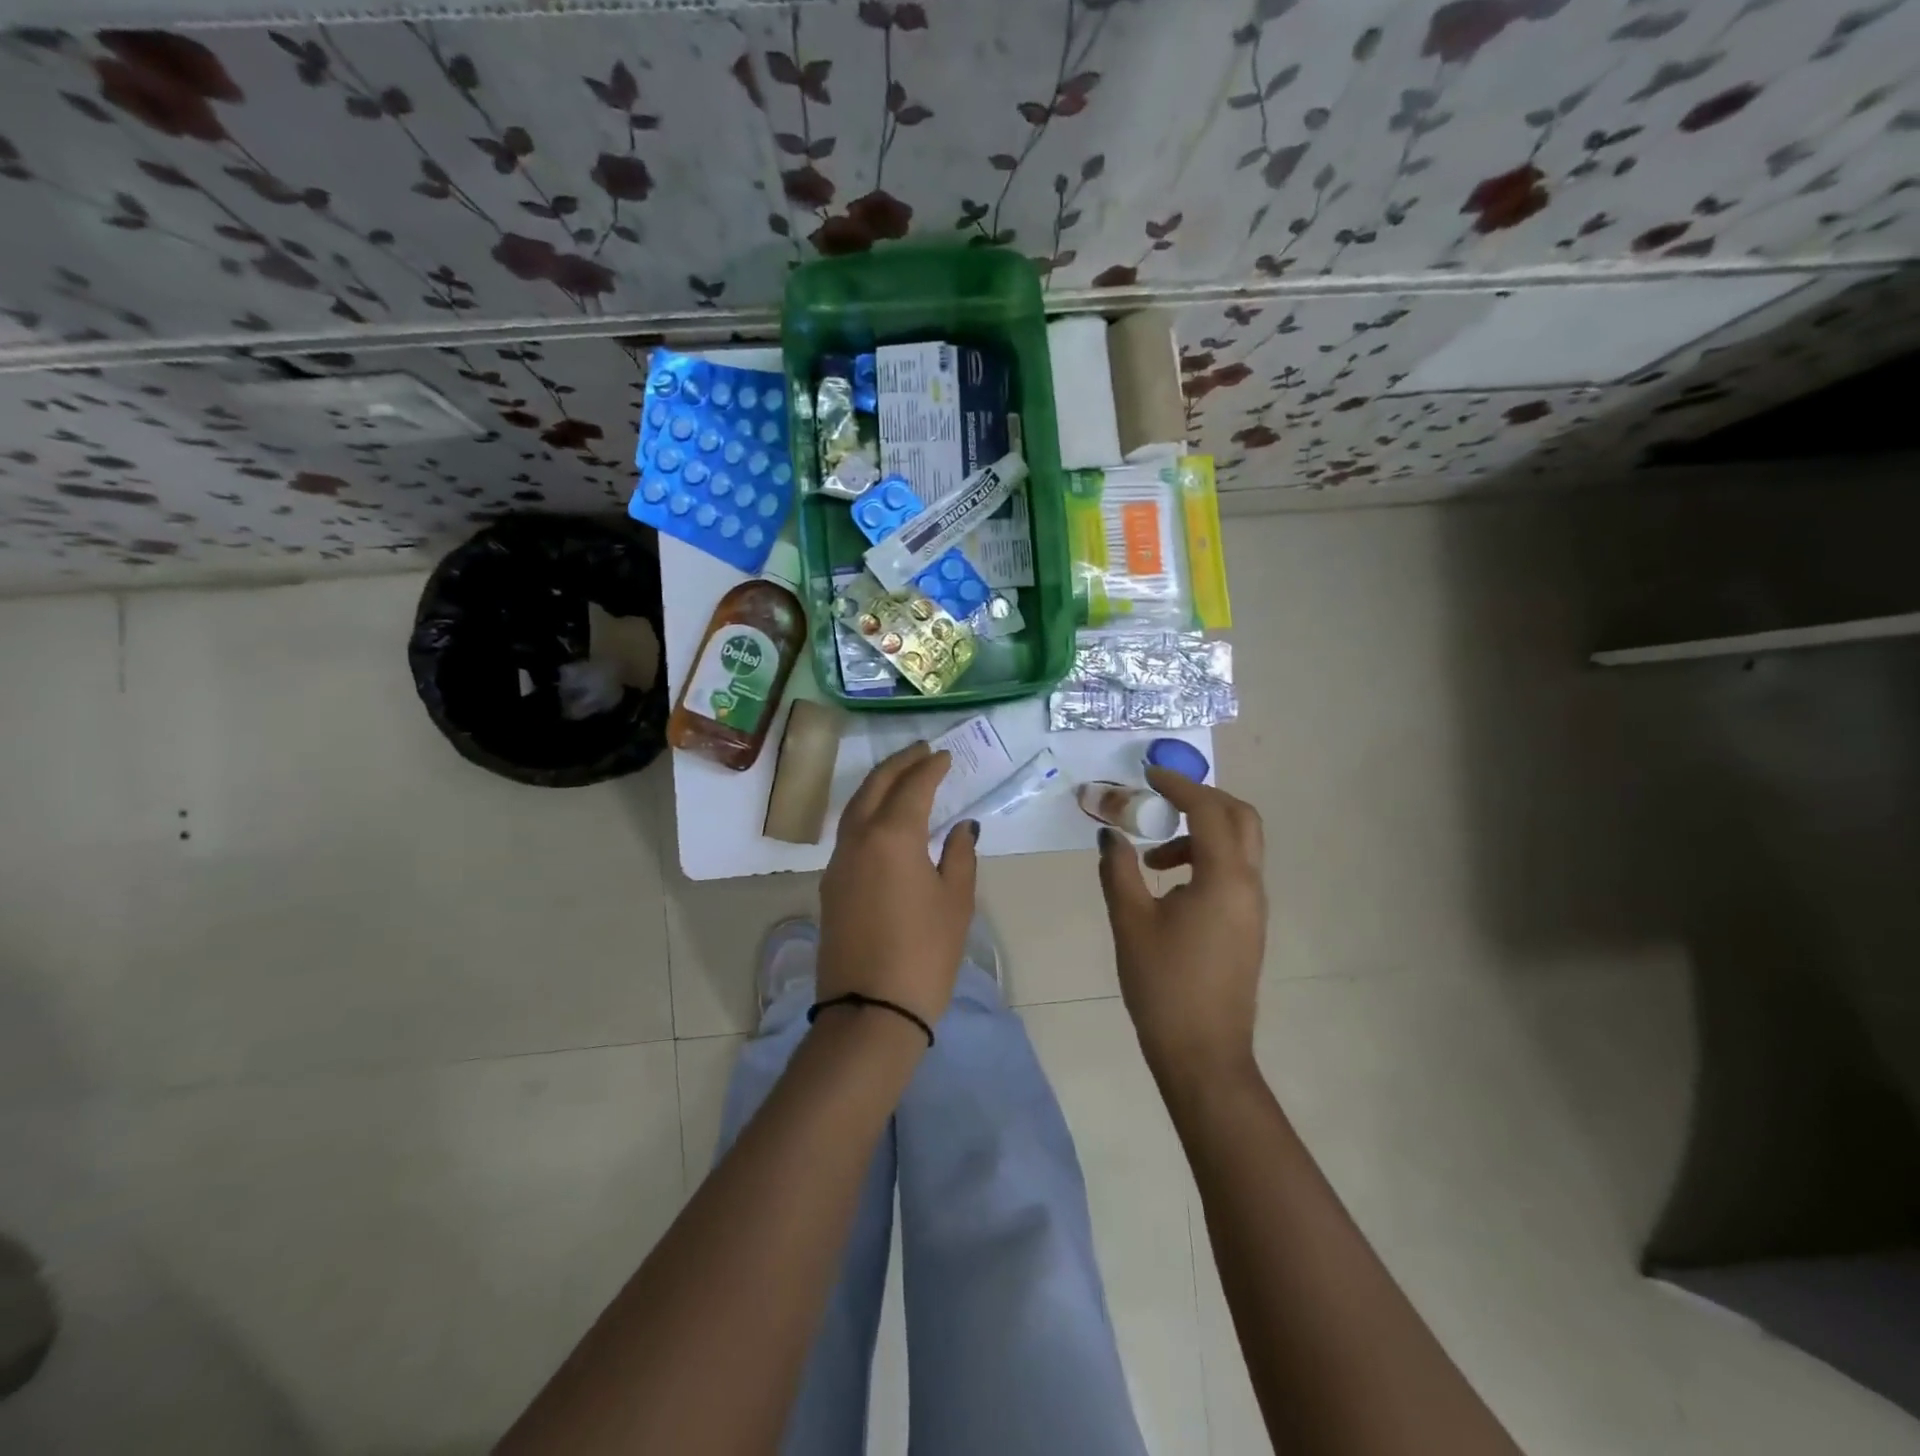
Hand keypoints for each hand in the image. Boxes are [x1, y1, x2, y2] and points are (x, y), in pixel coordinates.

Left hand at [818, 741, 978, 1027]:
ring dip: (879, 785)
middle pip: (875, 786)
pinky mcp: (830, 885)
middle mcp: (858, 839)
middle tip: (921, 750)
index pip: (912, 786)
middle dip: (899, 763)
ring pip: (855, 807)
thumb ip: (960, 855)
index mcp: (892, 836)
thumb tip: (962, 827)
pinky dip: (868, 812)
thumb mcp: (956, 902)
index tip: (946, 756)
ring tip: (902, 776)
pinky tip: (884, 819)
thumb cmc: (924, 953)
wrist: (870, 1010)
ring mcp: (838, 862)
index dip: (931, 768)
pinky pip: (849, 832)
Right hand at [1097, 767, 1266, 1085]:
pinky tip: (1169, 886)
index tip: (1147, 775)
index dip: (1178, 786)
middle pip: (1240, 818)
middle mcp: (1249, 885)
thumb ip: (1118, 869)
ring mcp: (1253, 907)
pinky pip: (1233, 872)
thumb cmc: (1163, 985)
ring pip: (1238, 846)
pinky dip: (1204, 859)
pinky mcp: (1248, 925)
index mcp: (1224, 879)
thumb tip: (1109, 833)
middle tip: (1162, 799)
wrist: (1202, 1053)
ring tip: (1152, 857)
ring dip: (1199, 833)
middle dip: (1202, 800)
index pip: (1208, 811)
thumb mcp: (1130, 921)